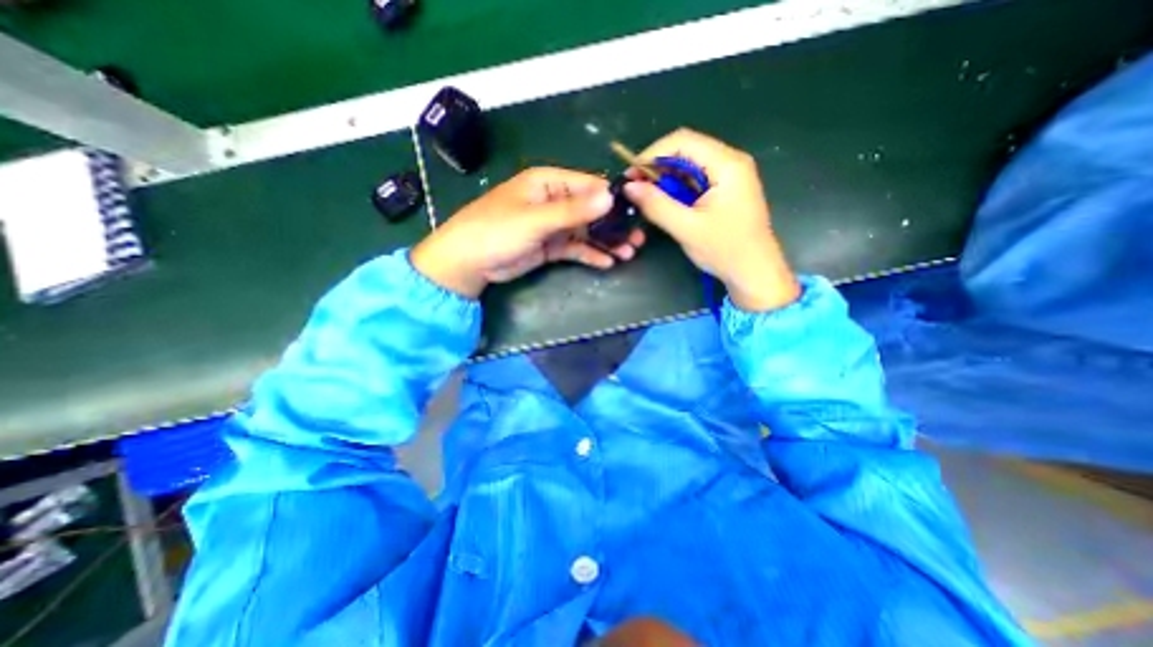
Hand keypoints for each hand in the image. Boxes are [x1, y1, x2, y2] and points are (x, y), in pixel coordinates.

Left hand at [410, 166, 643, 298]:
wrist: (469, 262)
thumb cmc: (497, 230)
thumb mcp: (536, 219)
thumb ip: (573, 210)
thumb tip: (610, 196)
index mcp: (548, 183)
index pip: (588, 185)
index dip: (613, 198)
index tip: (637, 212)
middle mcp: (554, 201)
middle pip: (591, 211)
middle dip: (614, 225)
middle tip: (638, 239)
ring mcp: (553, 226)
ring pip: (586, 232)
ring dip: (606, 242)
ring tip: (628, 253)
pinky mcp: (550, 246)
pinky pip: (576, 248)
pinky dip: (591, 255)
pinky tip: (608, 262)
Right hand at [623, 126, 804, 309]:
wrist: (754, 272)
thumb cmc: (725, 250)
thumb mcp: (686, 228)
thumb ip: (656, 205)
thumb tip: (629, 186)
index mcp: (727, 164)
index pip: (683, 141)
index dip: (653, 153)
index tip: (631, 175)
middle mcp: (731, 161)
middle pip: (686, 149)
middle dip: (657, 166)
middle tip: (635, 188)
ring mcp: (730, 175)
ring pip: (689, 165)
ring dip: (665, 178)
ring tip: (646, 197)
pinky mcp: (725, 188)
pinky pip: (695, 179)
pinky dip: (676, 188)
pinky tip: (665, 202)